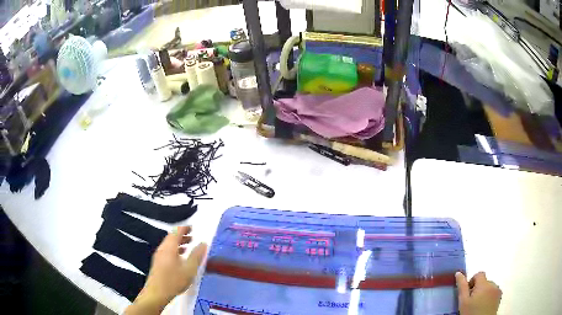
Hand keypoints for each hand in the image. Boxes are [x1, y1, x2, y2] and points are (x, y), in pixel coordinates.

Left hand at [126, 226, 206, 314]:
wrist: (157, 293)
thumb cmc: (174, 280)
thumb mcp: (189, 269)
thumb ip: (197, 255)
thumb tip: (203, 243)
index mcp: (169, 247)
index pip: (176, 231)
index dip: (185, 228)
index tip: (193, 227)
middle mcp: (162, 248)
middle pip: (171, 237)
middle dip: (182, 235)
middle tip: (193, 236)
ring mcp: (159, 256)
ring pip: (169, 244)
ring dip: (179, 243)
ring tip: (189, 246)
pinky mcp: (158, 263)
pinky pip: (167, 251)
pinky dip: (175, 249)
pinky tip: (181, 258)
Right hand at [456, 271, 501, 314]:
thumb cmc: (471, 313)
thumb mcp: (463, 302)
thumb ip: (462, 287)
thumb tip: (458, 273)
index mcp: (484, 284)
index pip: (479, 274)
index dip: (472, 281)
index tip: (467, 293)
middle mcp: (493, 284)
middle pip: (484, 282)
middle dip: (478, 289)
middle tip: (470, 302)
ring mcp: (498, 291)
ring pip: (489, 287)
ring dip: (483, 293)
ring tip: (477, 305)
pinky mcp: (499, 297)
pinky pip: (494, 293)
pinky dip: (489, 297)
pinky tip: (483, 307)